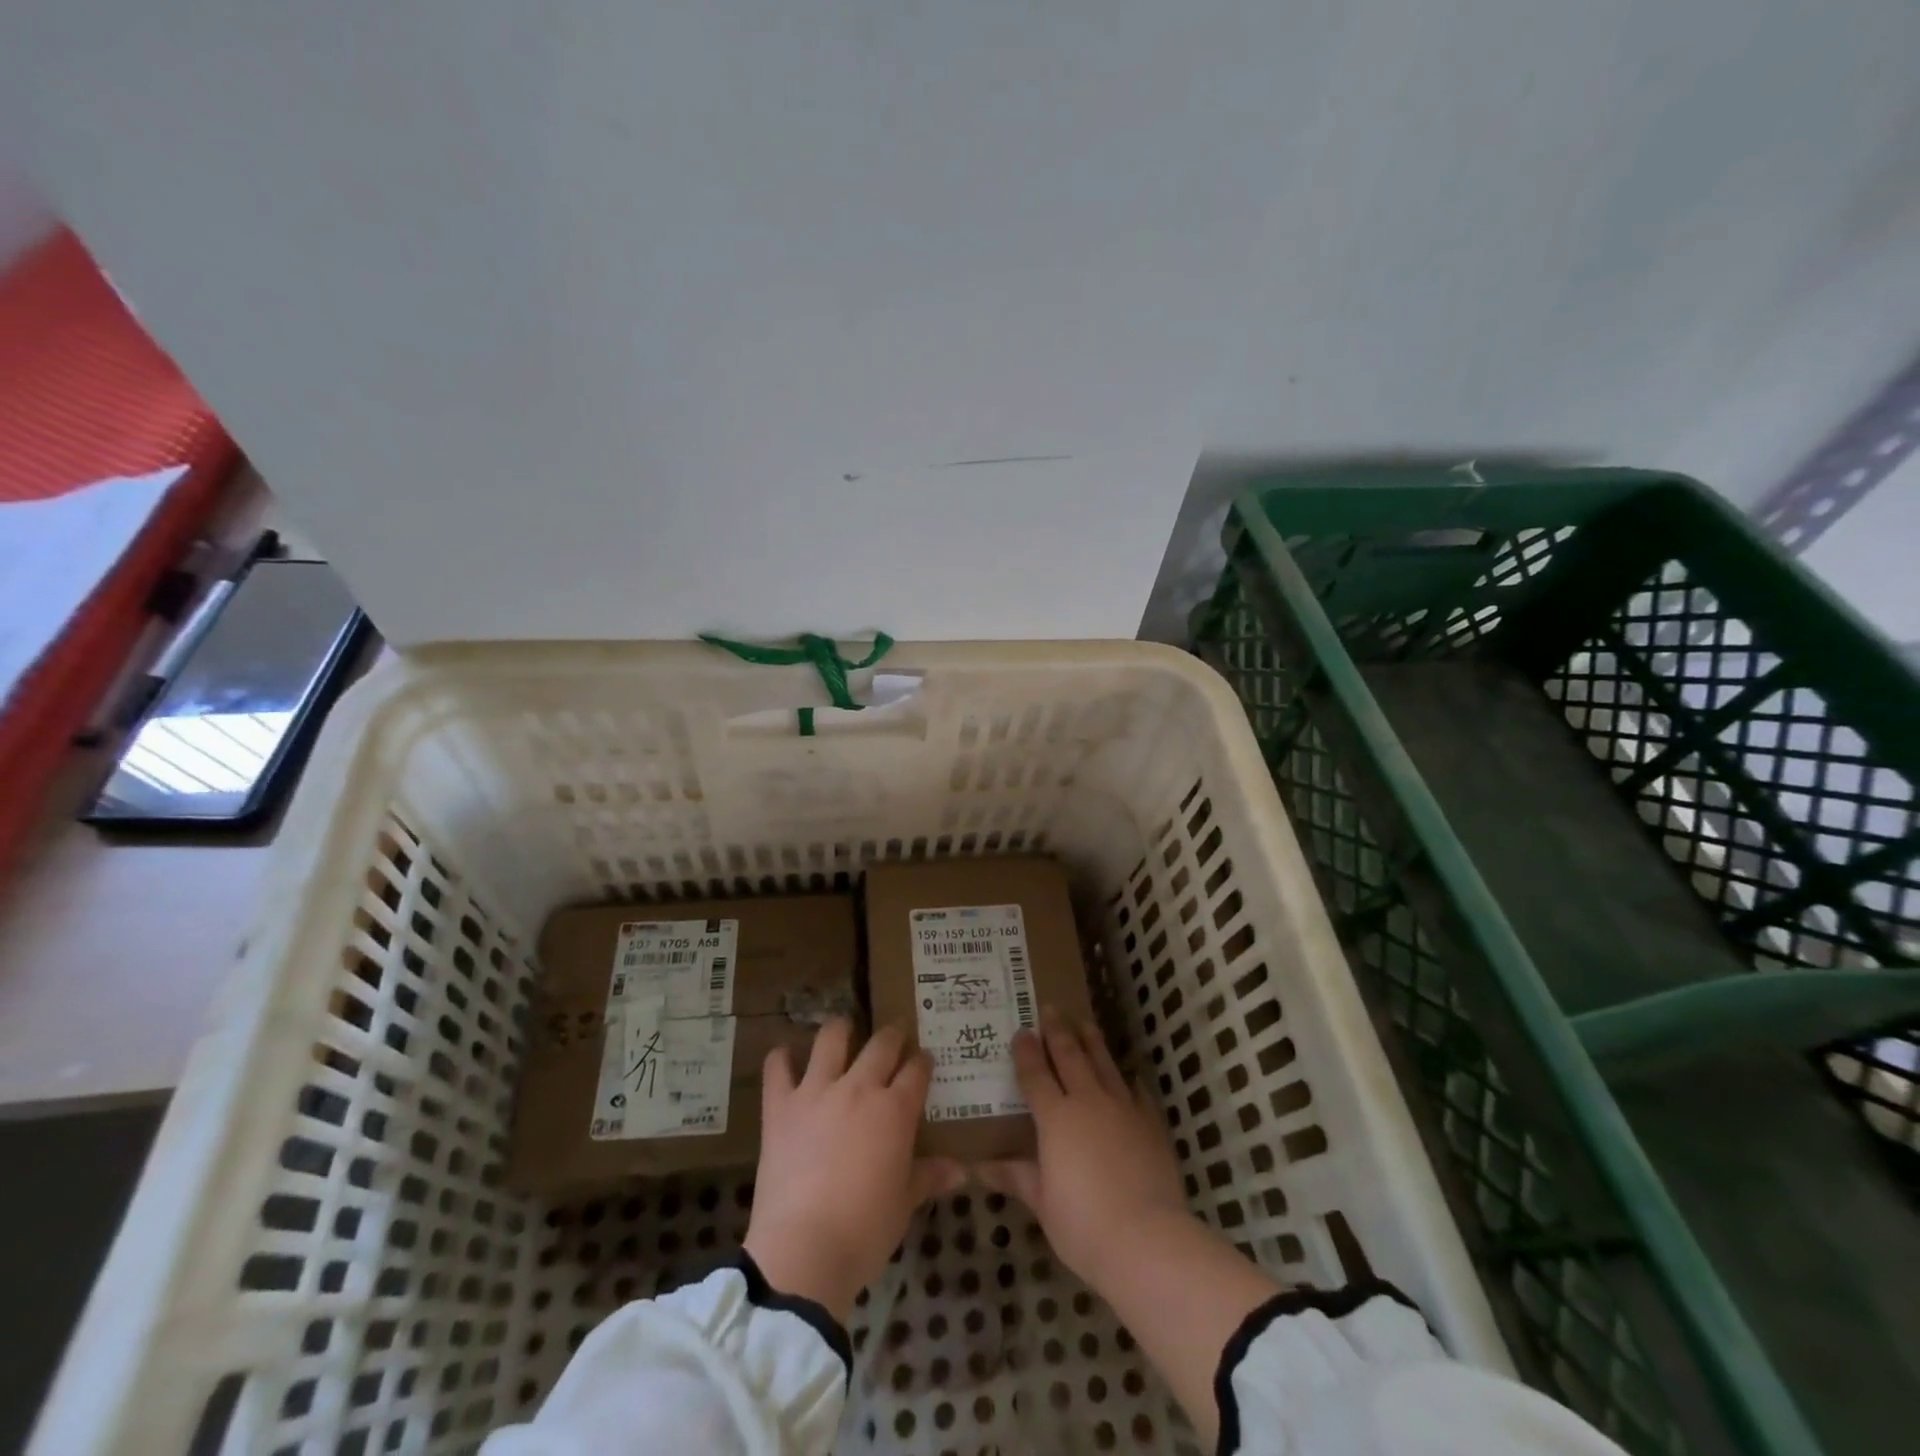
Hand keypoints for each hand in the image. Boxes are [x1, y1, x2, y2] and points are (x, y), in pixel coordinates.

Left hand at [744, 1018, 965, 1322]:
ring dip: (841, 1029)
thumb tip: (960, 1170)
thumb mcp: (904, 1205)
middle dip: (893, 1035)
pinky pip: (777, 1068)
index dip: (923, 1062)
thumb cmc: (864, 1231)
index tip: (924, 1060)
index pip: (917, 1070)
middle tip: (894, 1038)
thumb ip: (929, 1177)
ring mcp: (817, 1092)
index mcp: (895, 1110)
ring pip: (831, 1039)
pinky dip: (781, 1059)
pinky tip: (785, 1058)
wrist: (803, 1250)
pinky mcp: (780, 1106)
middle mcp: (859, 1088)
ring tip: (844, 1030)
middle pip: (882, 1044)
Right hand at [978, 1012, 1190, 1286]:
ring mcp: (1123, 1109)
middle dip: (1058, 1031)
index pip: (1036, 1074)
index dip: (1026, 1052)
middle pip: (1070, 1056)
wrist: (1147, 1239)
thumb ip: (1016, 1176)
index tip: (1021, 1030)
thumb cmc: (1083, 1225)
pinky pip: (1139, 1094)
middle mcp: (1088, 1102)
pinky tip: (1131, 1075)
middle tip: (1050, 1008)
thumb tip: (979, 1167)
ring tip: (1086, 1023)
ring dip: (1093, 1042)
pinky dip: (1131, 1081)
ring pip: (1105, 1064)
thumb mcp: (1042, 1203)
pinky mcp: (1151, 1125)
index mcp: (1056, 1118)